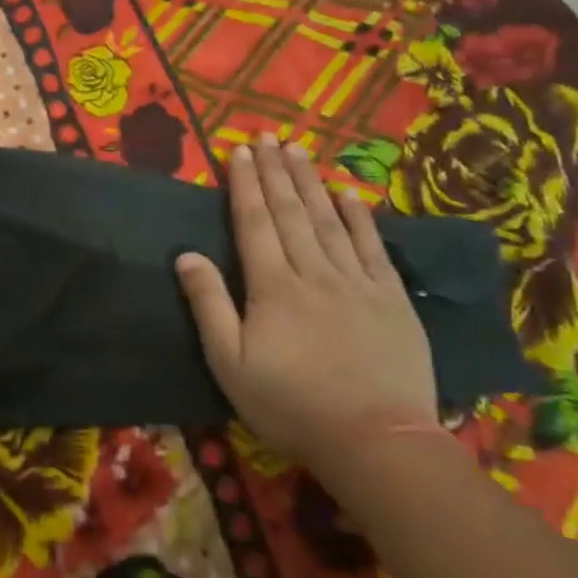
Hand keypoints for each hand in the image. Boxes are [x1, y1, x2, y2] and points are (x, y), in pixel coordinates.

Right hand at [175, 136, 437, 476]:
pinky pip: (372, 247)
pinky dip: (359, 217)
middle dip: (275, 172)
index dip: (244, 185)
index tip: (238, 151)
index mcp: (273, 287)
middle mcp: (314, 273)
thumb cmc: (291, 405)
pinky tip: (349, 192)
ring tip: (298, 150)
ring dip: (311, 182)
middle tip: (267, 137)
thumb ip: (208, 304)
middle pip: (291, 212)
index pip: (254, 223)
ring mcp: (358, 283)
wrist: (376, 441)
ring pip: (329, 220)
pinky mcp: (392, 299)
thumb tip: (186, 254)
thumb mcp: (230, 363)